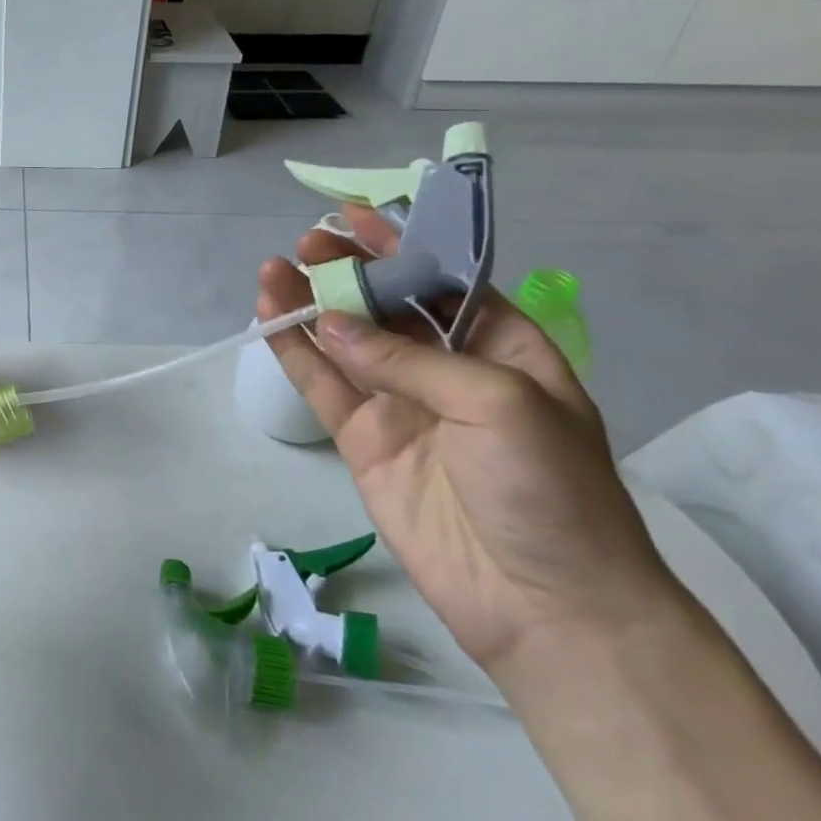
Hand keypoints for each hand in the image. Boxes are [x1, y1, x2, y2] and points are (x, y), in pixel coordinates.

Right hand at [257, 206, 680, 677]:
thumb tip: (330, 322)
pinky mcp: (362, 439)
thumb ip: (410, 358)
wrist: (542, 602)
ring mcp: (400, 404)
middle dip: (350, 270)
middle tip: (307, 244)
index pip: (446, 279)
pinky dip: (295, 351)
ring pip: (345, 340)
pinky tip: (270, 318)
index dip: (403, 245)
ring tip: (275, 270)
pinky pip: (322, 385)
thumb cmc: (549, 489)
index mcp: (503, 348)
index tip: (356, 217)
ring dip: (311, 304)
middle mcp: (448, 368)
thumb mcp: (500, 402)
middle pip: (387, 304)